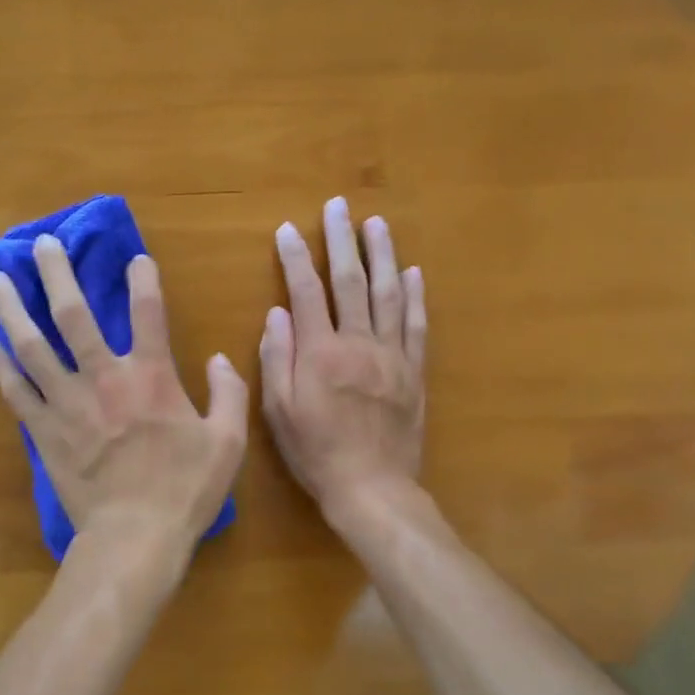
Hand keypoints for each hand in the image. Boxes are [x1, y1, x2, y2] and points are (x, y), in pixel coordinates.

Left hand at [0, 236, 247, 561]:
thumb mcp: (228, 442)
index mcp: (151, 377)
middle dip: (56, 275)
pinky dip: (3, 368)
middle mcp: (103, 378)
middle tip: (40, 244)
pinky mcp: (44, 432)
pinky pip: (17, 393)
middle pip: (74, 316)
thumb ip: (229, 394)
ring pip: (32, 347)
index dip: (144, 280)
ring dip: (12, 310)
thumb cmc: (185, 490)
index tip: (135, 257)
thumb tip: (219, 359)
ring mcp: (67, 404)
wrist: (134, 538)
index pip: (149, 313)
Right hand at [261, 197, 426, 515]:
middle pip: (351, 281)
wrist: (372, 488)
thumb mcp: (279, 412)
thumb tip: (278, 312)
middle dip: (343, 240)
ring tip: (377, 224)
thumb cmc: (316, 452)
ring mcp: (392, 356)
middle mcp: (358, 343)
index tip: (288, 229)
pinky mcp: (414, 372)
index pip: (306, 292)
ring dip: (383, 255)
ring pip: (389, 294)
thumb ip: (277, 358)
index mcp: (320, 352)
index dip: (296, 257)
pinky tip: (414, 273)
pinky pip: (416, 326)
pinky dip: (415, 297)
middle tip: (340, 206)